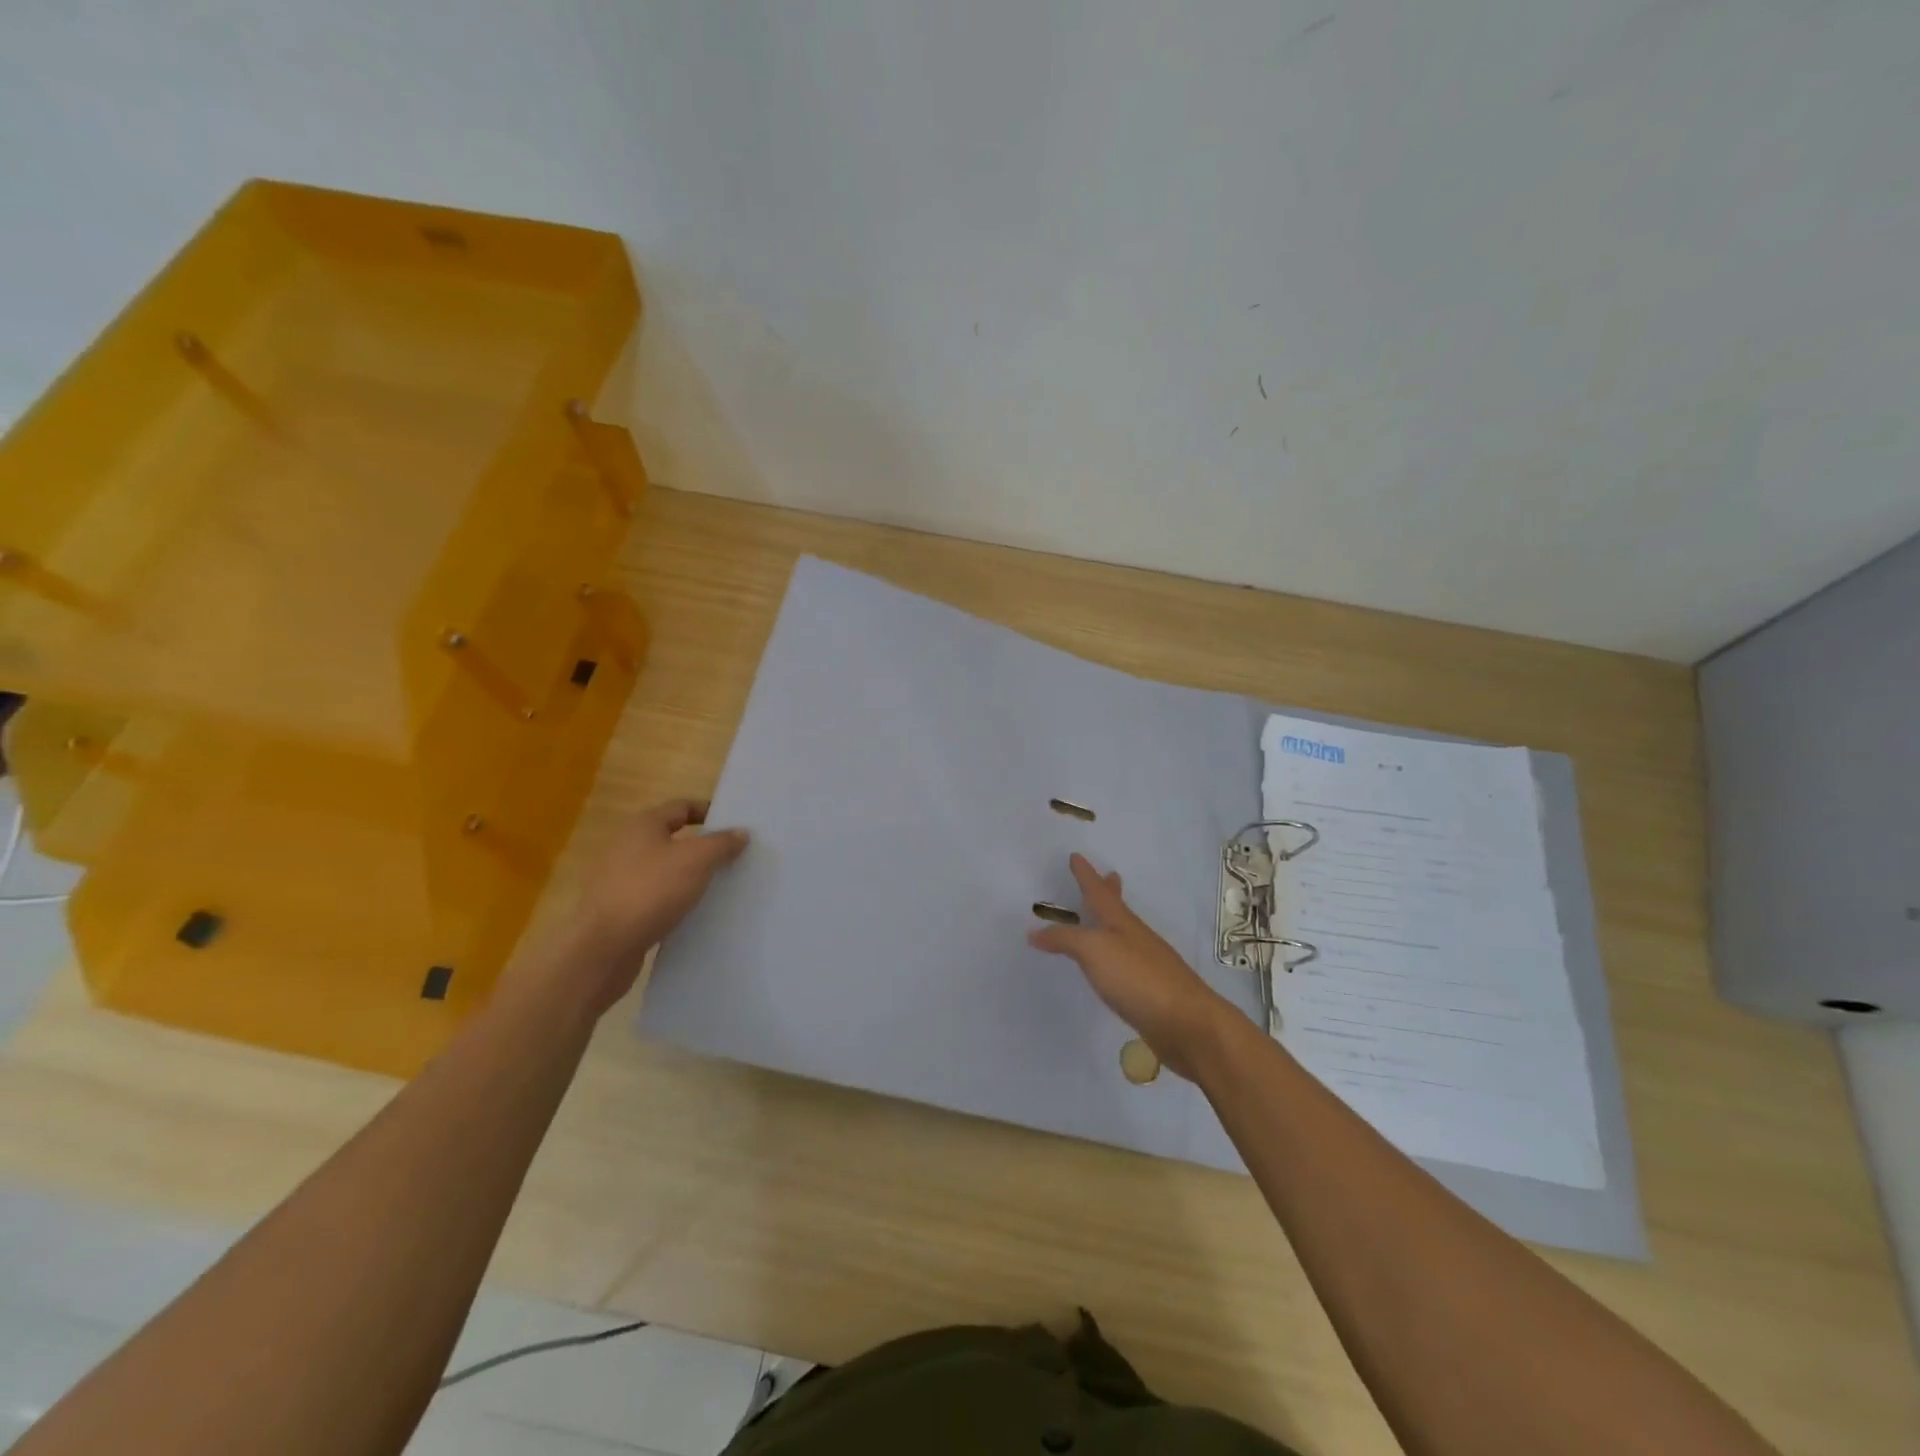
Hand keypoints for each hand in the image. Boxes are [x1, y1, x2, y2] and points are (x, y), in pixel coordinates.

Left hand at [532, 800, 748, 1018]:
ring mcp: (618, 878)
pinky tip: (693, 911)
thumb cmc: (652, 891)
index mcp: (642, 825)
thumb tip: (740, 832)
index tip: (736, 826)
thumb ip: (721, 843)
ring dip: (690, 874)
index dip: (710, 812)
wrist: (604, 947)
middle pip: (673, 837)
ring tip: (720, 885)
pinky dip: (675, 898)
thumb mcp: (696, 860)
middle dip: (703, 846)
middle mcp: (626, 845)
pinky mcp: (618, 907)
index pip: (682, 807)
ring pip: (664, 868)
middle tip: (734, 857)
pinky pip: (655, 895)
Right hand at [1027, 854, 1235, 1079]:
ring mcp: (1146, 964)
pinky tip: (1111, 966)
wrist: (1187, 1023)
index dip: (1086, 875)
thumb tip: (1035, 932)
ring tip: (1102, 918)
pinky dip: (1113, 955)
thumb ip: (1064, 939)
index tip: (1076, 856)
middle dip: (1110, 892)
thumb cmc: (1138, 977)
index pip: (1098, 892)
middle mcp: (1135, 938)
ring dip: (1111, 922)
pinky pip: (1125, 963)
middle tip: (1110, 875)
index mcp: (1121, 922)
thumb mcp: (1094, 951)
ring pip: (1123, 935)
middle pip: (1119, 908)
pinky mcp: (1150, 991)